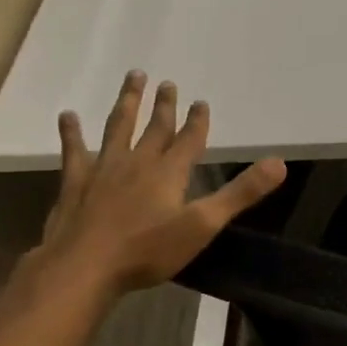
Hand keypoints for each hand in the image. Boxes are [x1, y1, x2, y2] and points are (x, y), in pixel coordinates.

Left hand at [30, 70, 285, 299]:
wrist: (84, 266)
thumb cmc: (147, 250)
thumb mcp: (203, 224)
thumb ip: (240, 193)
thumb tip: (279, 164)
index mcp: (169, 172)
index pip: (189, 140)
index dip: (197, 121)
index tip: (201, 102)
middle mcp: (137, 162)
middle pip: (154, 128)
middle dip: (164, 106)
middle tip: (167, 83)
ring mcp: (103, 169)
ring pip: (117, 128)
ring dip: (127, 103)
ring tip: (133, 78)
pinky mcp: (75, 183)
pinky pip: (74, 150)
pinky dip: (71, 132)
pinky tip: (67, 116)